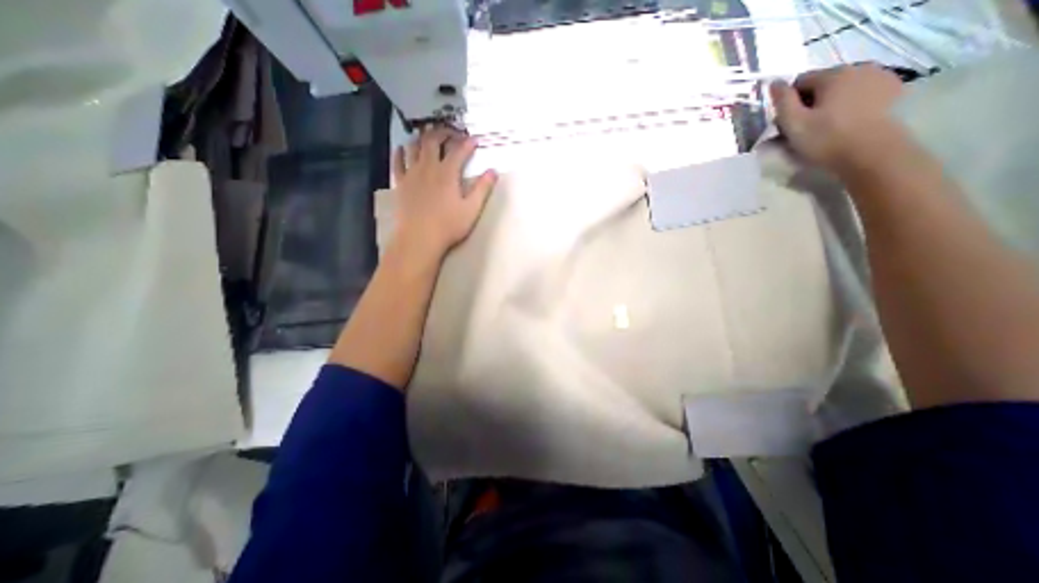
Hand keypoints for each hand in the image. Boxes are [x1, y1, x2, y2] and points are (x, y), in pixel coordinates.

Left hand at [393, 128, 497, 258]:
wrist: (419, 238)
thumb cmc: (448, 226)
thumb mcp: (472, 209)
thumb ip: (482, 189)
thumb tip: (493, 171)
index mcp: (448, 173)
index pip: (459, 151)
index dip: (468, 143)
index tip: (475, 139)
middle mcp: (428, 167)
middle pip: (433, 141)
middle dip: (443, 132)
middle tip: (451, 132)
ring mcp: (411, 174)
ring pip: (414, 146)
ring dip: (422, 138)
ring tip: (428, 136)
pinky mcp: (400, 183)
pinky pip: (398, 162)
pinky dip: (400, 152)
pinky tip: (402, 149)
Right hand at [769, 64, 911, 175]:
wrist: (871, 153)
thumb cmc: (826, 139)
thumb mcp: (793, 123)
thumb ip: (782, 101)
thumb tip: (774, 83)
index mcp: (833, 74)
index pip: (800, 81)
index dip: (790, 103)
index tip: (789, 123)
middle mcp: (859, 67)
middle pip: (823, 83)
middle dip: (811, 101)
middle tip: (805, 127)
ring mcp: (881, 76)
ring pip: (843, 88)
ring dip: (831, 102)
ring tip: (827, 125)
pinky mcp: (894, 90)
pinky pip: (862, 92)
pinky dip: (851, 103)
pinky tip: (848, 121)